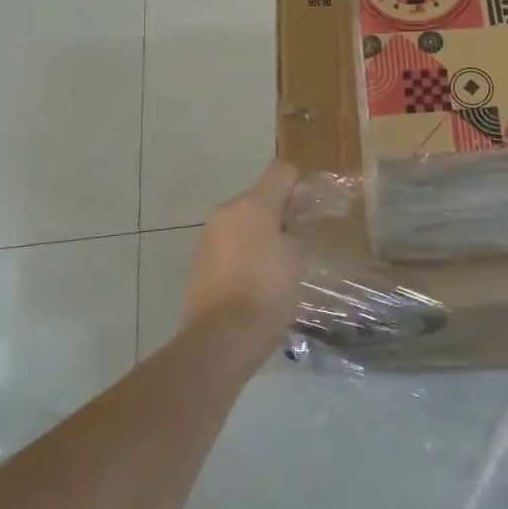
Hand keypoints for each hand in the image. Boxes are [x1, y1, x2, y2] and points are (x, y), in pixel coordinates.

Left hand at [183, 161, 305, 354]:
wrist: (222, 337)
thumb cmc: (268, 290)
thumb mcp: (298, 256)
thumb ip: (297, 229)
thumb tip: (290, 222)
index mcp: (254, 204)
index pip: (282, 170)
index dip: (299, 186)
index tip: (308, 213)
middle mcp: (227, 212)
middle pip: (261, 197)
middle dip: (280, 214)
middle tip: (297, 245)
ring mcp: (209, 236)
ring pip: (244, 222)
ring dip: (261, 234)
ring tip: (277, 268)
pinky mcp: (199, 261)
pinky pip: (229, 245)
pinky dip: (244, 254)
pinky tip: (255, 283)